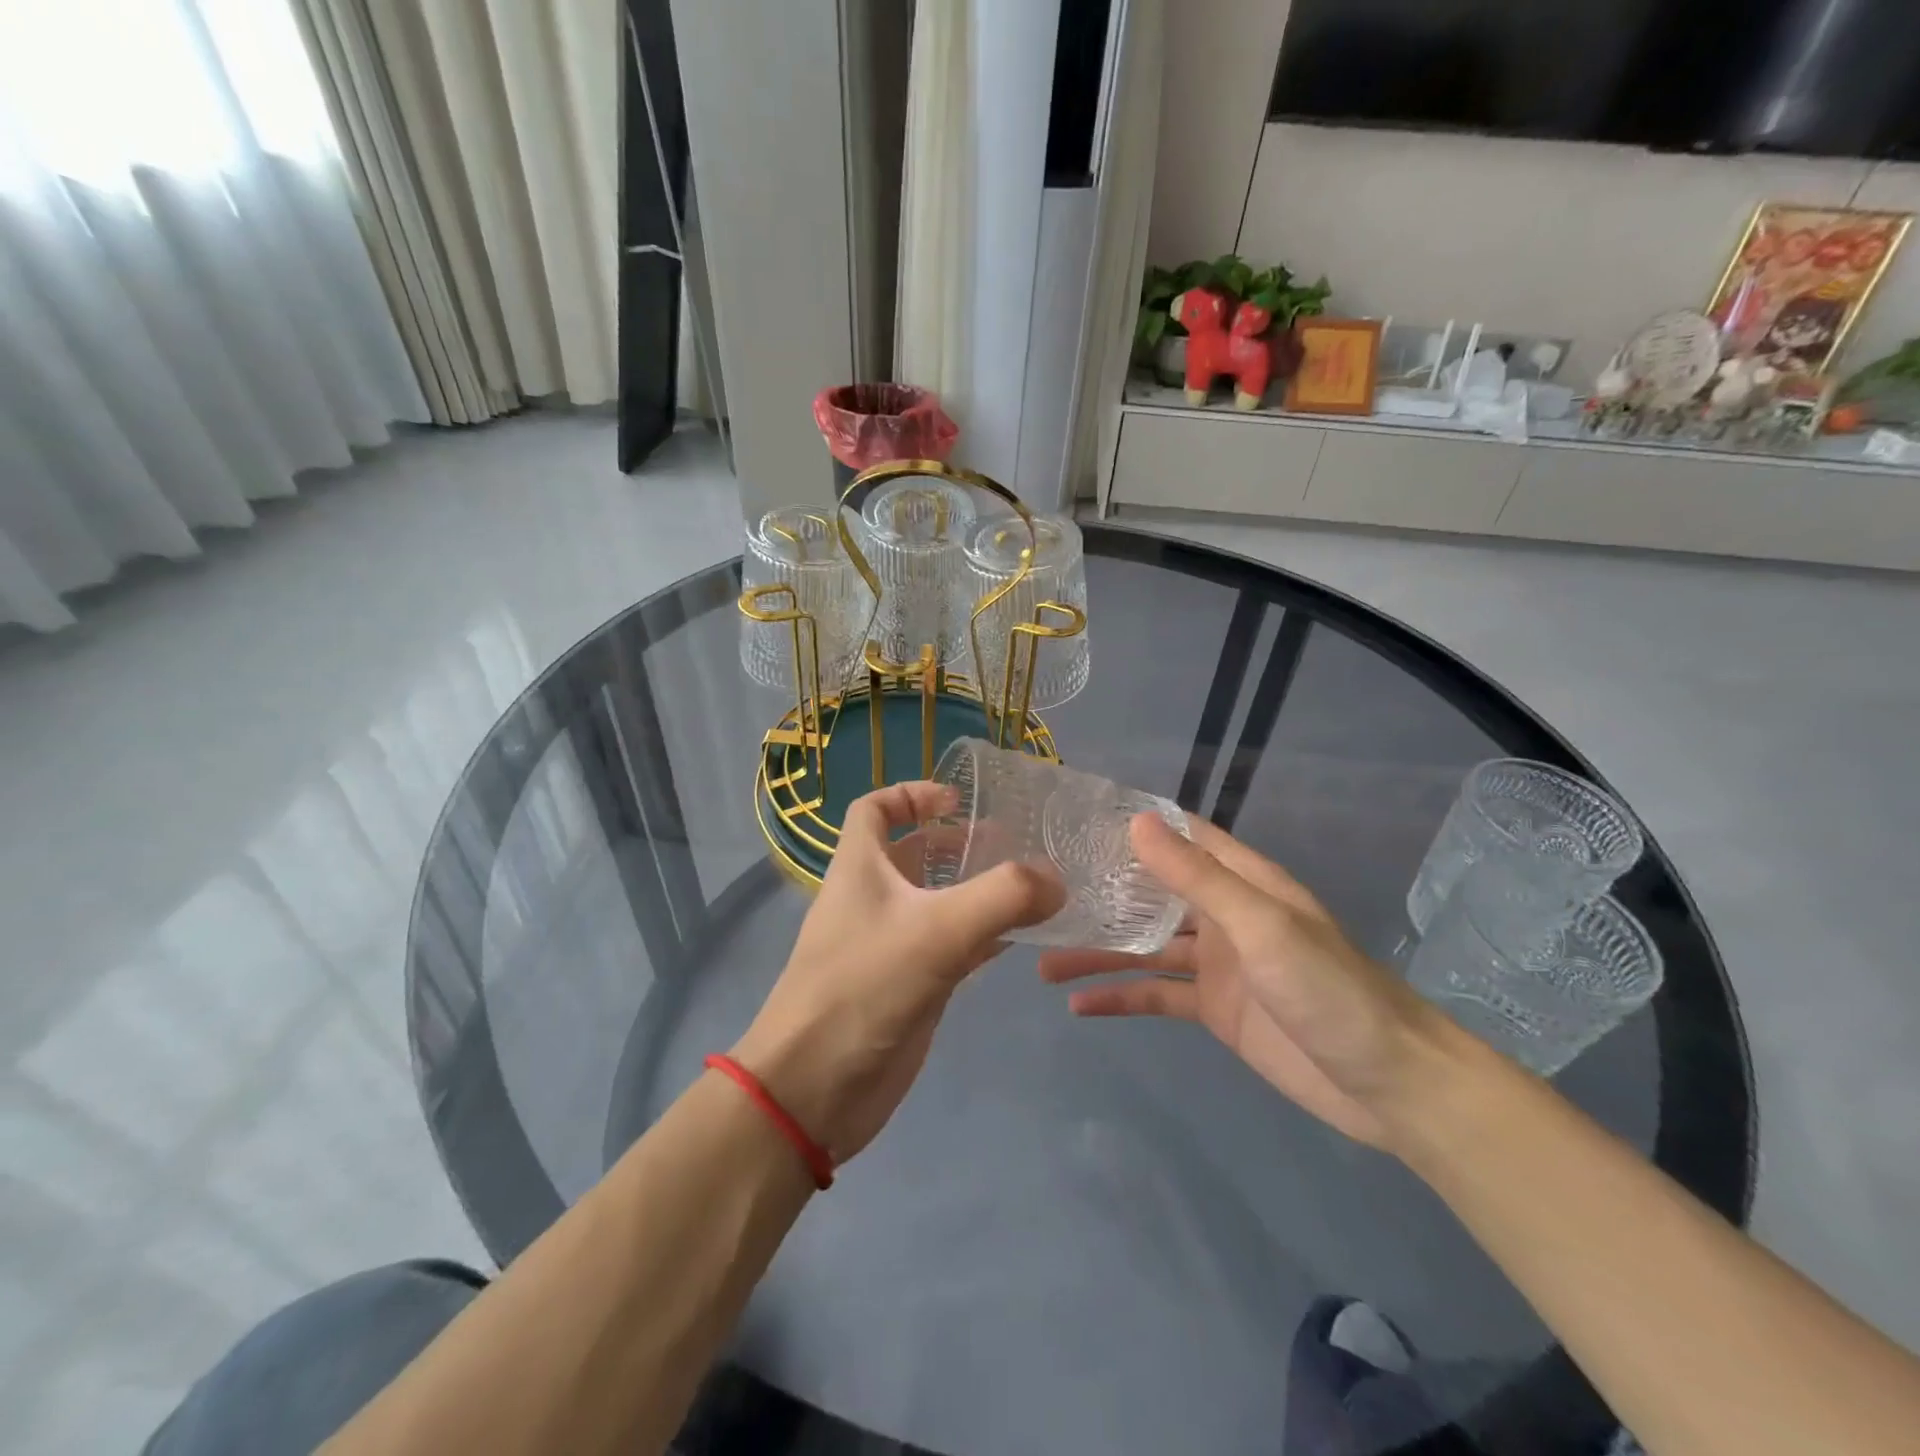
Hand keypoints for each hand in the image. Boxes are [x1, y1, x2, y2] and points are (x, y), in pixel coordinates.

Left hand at [732, 782, 1062, 1164]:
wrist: (815, 1088)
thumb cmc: (863, 988)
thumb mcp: (936, 931)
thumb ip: (1003, 897)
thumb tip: (1055, 881)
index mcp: (860, 867)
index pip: (874, 809)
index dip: (911, 794)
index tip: (957, 800)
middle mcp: (872, 898)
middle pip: (912, 854)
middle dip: (957, 844)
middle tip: (1012, 844)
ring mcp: (890, 944)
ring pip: (936, 902)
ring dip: (975, 890)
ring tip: (1029, 886)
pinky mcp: (908, 986)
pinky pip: (949, 947)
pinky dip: (982, 936)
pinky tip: (1020, 938)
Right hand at [1038, 815, 1450, 1148]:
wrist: (1388, 1084)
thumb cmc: (1329, 989)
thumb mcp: (1261, 926)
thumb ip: (1198, 877)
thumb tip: (1136, 824)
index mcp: (1241, 882)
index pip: (1181, 838)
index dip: (1134, 826)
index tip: (1077, 822)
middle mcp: (1224, 914)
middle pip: (1152, 893)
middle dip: (1102, 892)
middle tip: (1041, 893)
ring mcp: (1217, 964)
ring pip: (1145, 947)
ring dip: (1099, 952)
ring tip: (1042, 961)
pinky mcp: (1213, 1009)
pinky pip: (1156, 995)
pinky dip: (1120, 998)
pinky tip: (1079, 1006)